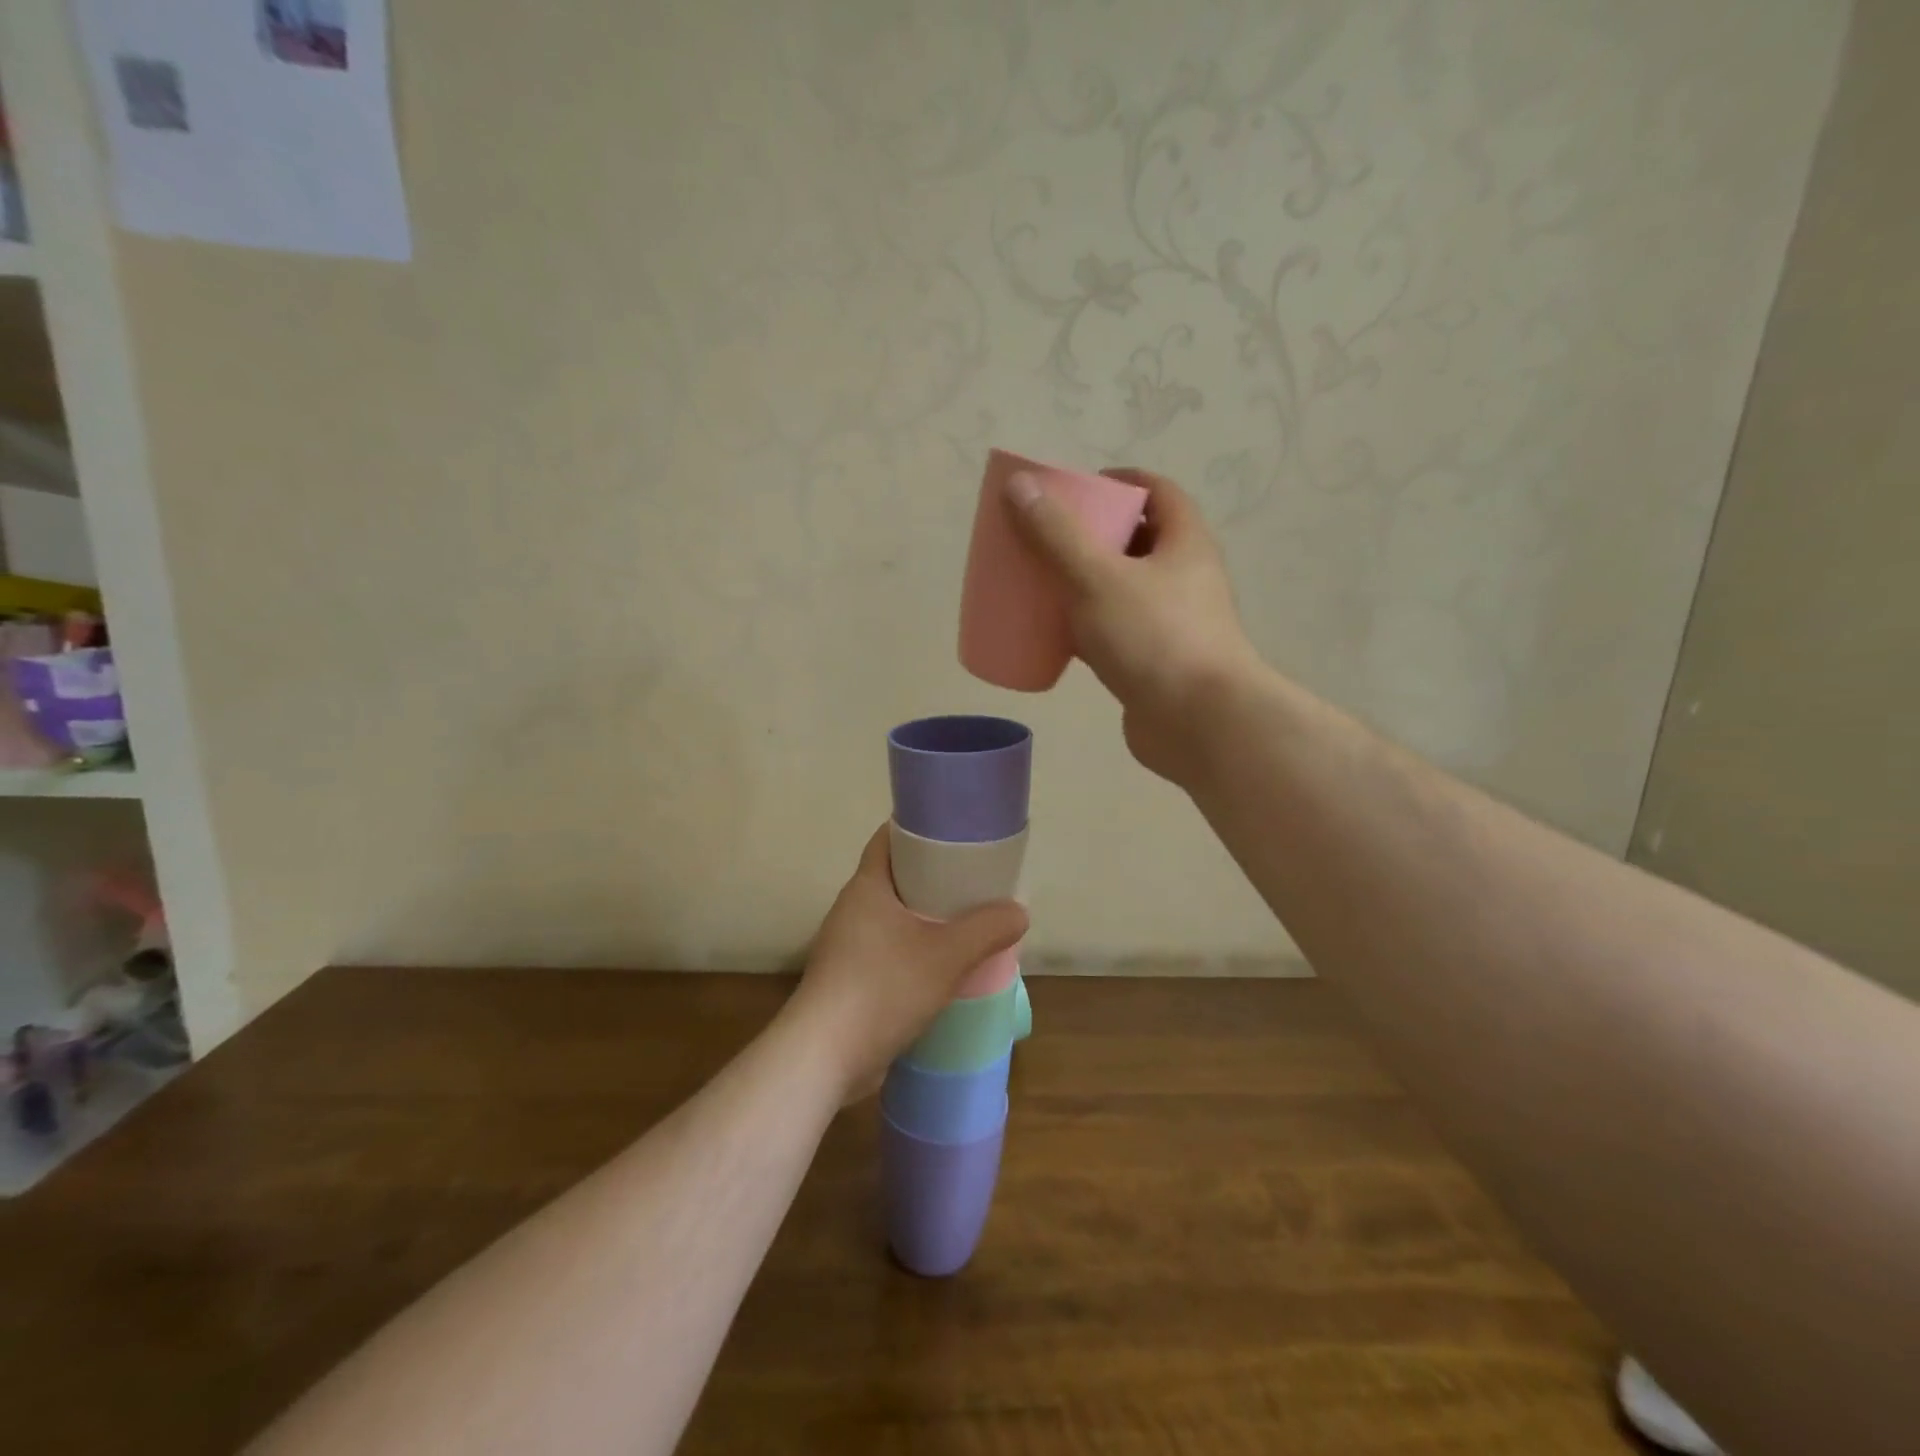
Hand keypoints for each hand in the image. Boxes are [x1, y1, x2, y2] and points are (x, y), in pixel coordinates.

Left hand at [788, 825, 1026, 1101]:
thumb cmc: (883, 988)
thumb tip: (1018, 912)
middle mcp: (852, 909)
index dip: (920, 830)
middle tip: (973, 882)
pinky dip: (915, 951)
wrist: (824, 1056)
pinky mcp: (848, 980)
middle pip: (896, 878)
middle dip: (933, 878)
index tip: (955, 834)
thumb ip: (987, 930)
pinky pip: (888, 950)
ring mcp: (846, 946)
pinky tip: (943, 968)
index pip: (889, 838)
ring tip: (966, 924)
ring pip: (894, 918)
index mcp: (867, 886)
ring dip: (926, 919)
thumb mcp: (947, 956)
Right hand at [1005, 466, 1257, 784]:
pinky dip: (1087, 628)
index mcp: (1184, 542)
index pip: (1156, 491)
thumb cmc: (1154, 639)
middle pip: (1136, 540)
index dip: (1117, 482)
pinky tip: (1055, 635)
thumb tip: (1019, 486)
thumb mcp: (1097, 578)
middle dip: (1092, 534)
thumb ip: (1056, 534)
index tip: (1075, 488)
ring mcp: (1172, 623)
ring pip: (1123, 589)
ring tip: (1042, 583)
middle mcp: (1184, 577)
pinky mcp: (1155, 663)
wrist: (1200, 724)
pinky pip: (1115, 632)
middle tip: (1047, 537)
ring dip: (1086, 582)